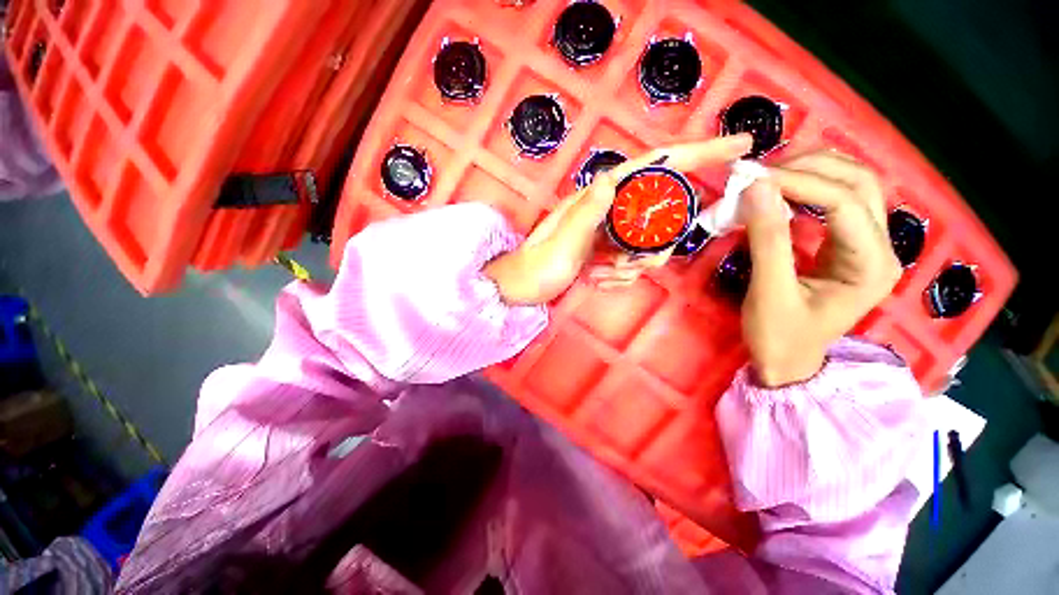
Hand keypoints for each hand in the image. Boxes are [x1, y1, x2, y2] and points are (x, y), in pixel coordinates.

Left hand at [484, 134, 753, 304]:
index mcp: (597, 199)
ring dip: (633, 267)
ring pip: (647, 242)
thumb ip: (586, 212)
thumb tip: (613, 176)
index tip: (739, 146)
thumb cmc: (536, 268)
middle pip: (659, 214)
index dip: (696, 154)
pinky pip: (631, 259)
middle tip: (625, 267)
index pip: (653, 166)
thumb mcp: (561, 242)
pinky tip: (598, 280)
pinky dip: (621, 275)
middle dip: (653, 247)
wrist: (522, 288)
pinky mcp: (605, 250)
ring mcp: (607, 231)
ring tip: (603, 275)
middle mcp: (606, 209)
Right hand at [739, 150, 901, 385]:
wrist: (788, 362)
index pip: (844, 202)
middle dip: (810, 168)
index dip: (799, 182)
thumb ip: (766, 240)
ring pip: (855, 184)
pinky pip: (839, 199)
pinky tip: (783, 189)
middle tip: (761, 173)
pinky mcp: (849, 244)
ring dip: (813, 170)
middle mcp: (881, 247)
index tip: (752, 179)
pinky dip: (810, 185)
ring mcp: (869, 244)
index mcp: (871, 266)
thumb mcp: (769, 293)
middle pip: (860, 182)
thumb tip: (756, 188)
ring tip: (769, 175)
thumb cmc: (779, 336)